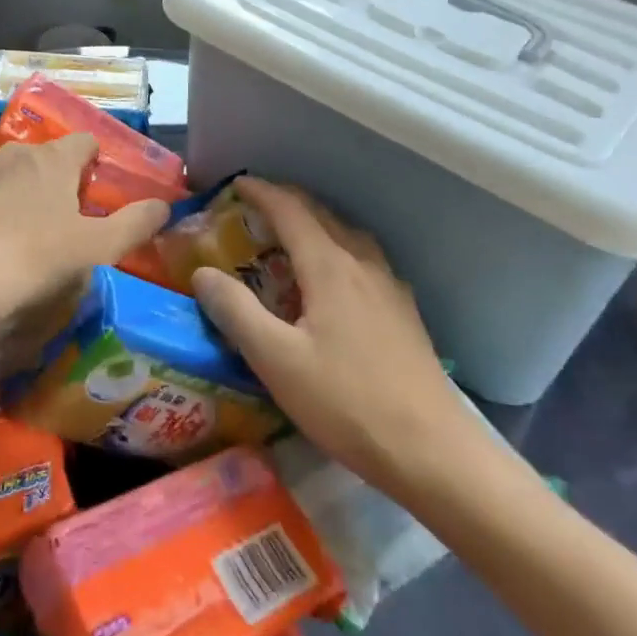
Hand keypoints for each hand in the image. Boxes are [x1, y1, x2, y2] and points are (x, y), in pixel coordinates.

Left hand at [0, 135, 167, 338]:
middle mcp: (12, 153)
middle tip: (51, 223)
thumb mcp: (95, 247)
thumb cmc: (32, 257)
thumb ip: (134, 224)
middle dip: (47, 181)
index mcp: (53, 160)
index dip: (91, 163)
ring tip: (5, 236)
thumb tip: (164, 206)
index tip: (90, 190)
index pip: (83, 143)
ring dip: (7, 193)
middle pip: (39, 159)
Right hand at [192, 177, 483, 494]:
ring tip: (293, 237)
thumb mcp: (277, 361)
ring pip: (348, 235)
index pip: (291, 210)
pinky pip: (365, 260)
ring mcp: (390, 287)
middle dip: (288, 202)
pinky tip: (336, 281)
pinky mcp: (404, 313)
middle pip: (323, 215)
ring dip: (316, 223)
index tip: (237, 183)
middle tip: (256, 206)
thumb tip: (202, 273)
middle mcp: (363, 265)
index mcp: (330, 267)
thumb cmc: (347, 403)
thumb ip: (236, 312)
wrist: (434, 452)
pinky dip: (338, 249)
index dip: (262, 192)